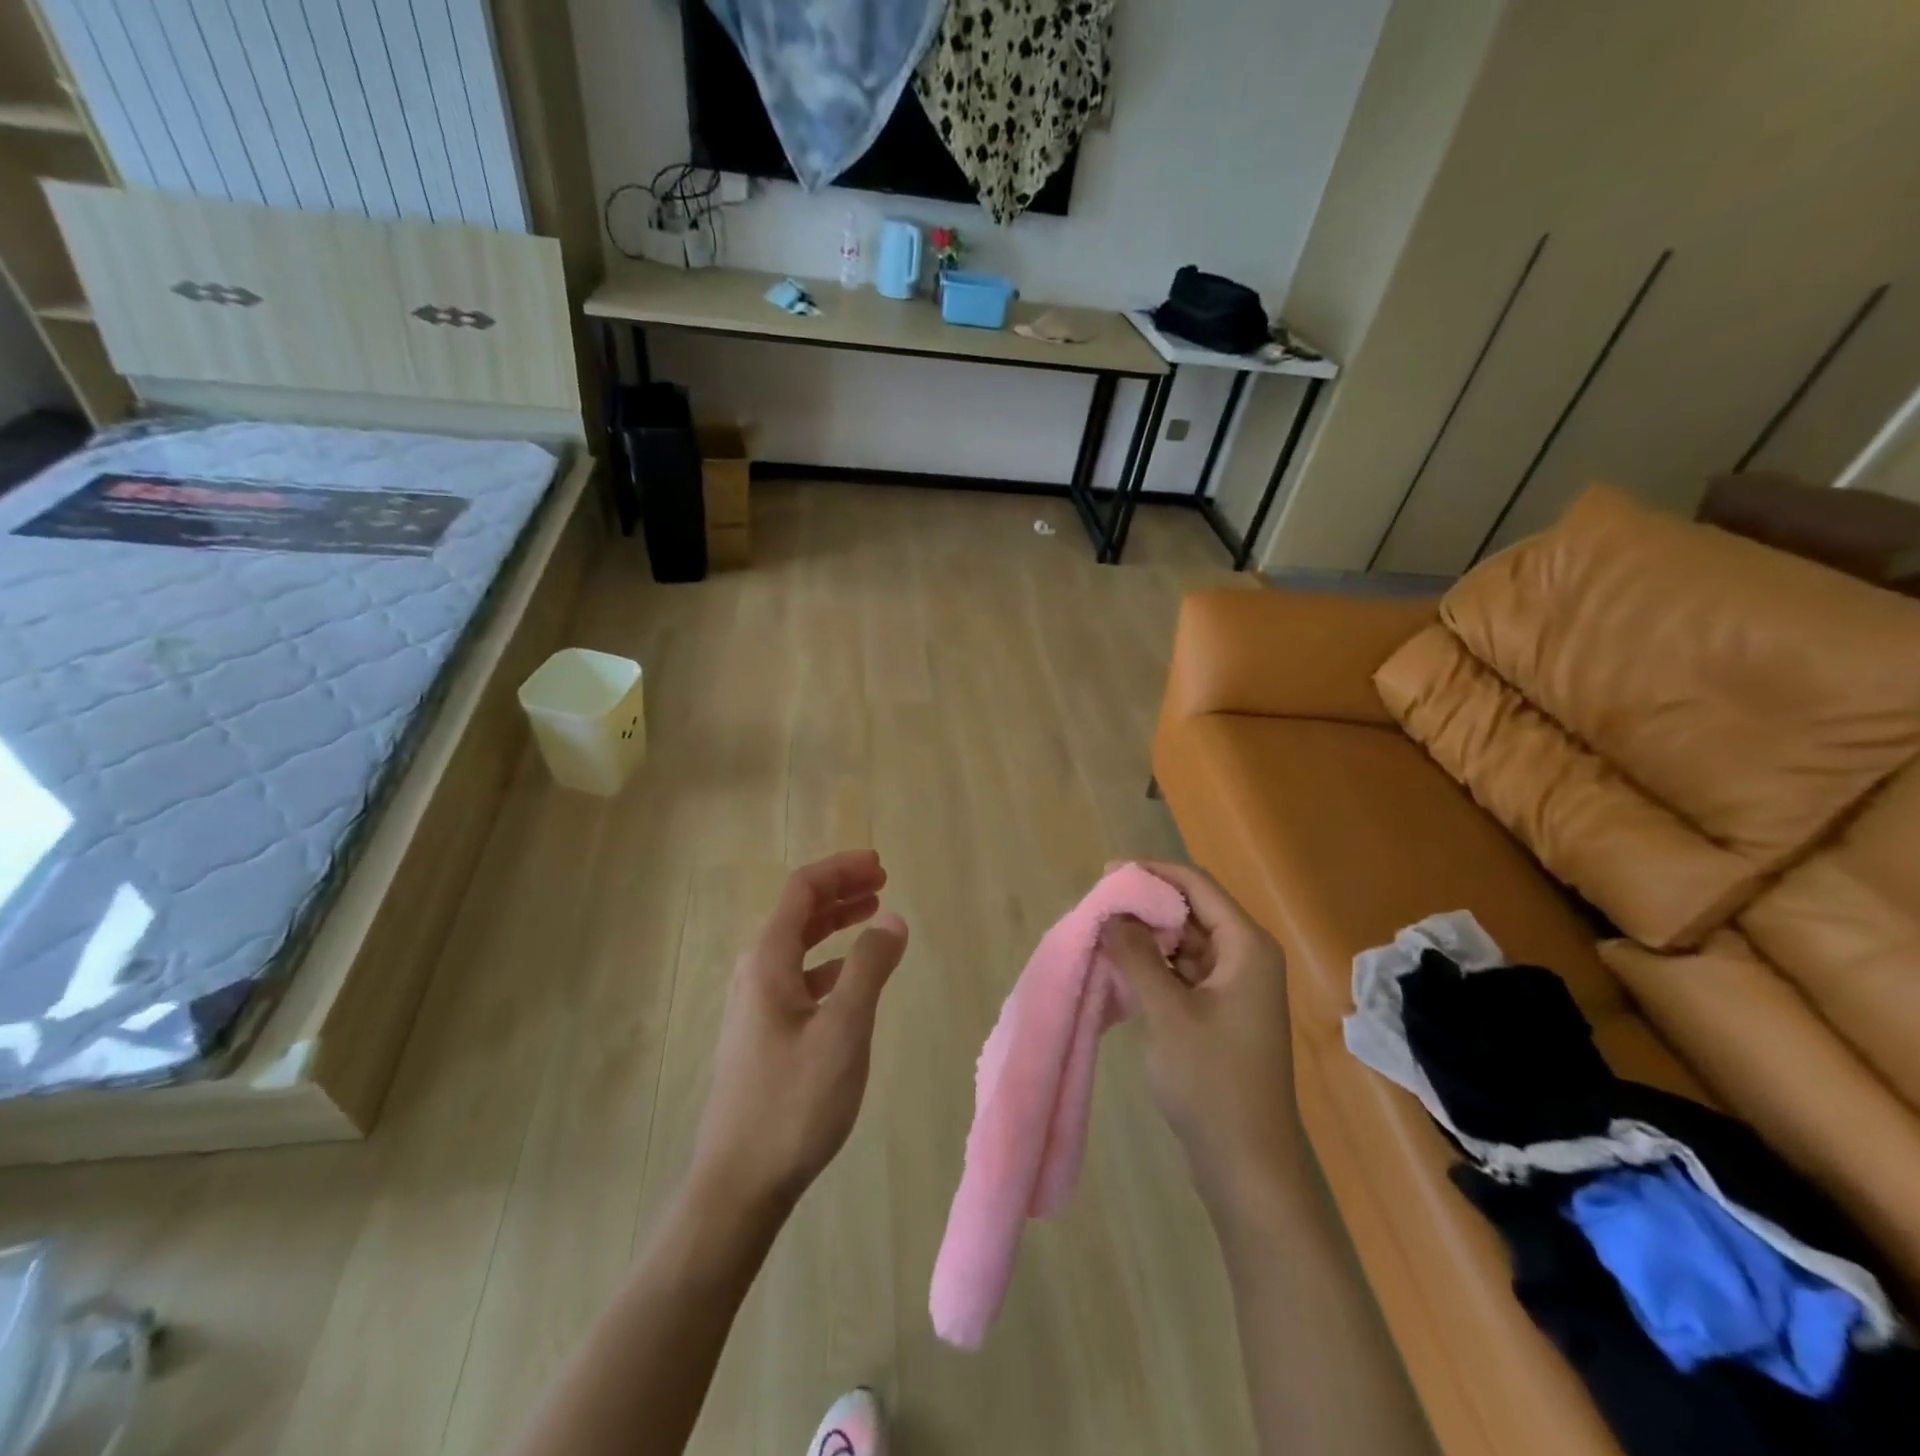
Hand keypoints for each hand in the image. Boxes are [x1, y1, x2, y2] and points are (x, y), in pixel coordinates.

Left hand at [688, 851, 907, 1216]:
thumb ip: (869, 968)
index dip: (840, 869)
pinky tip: (850, 977)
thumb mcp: (843, 1030)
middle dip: (839, 890)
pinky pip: (797, 977)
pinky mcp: (762, 1033)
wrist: (738, 1184)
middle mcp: (754, 973)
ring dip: (834, 923)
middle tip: (881, 880)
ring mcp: (754, 1005)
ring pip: (797, 945)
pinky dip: (827, 962)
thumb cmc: (793, 1102)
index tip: (880, 864)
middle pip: (797, 912)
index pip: (802, 890)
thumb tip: (892, 919)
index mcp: (767, 961)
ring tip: (872, 914)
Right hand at [1100, 862, 1302, 1215]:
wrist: (1247, 1166)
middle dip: (1144, 905)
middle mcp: (1245, 957)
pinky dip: (1152, 966)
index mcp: (1246, 946)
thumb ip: (1136, 956)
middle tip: (1096, 908)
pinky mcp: (1219, 1013)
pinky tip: (1119, 969)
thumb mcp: (1168, 1013)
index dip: (1152, 873)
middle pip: (1190, 911)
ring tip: (1100, 934)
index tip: (1106, 874)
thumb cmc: (1212, 1082)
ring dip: (1145, 937)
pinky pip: (1182, 972)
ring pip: (1183, 942)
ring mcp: (1233, 987)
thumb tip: (1111, 914)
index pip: (1196, 885)